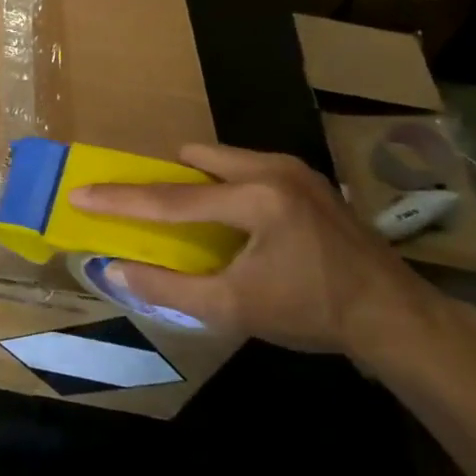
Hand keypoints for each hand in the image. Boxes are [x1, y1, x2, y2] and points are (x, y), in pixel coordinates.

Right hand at [72, 142, 435, 359]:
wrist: (396, 316)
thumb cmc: (313, 313)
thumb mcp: (235, 309)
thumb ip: (169, 288)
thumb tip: (115, 271)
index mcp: (256, 199)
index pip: (171, 199)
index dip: (120, 199)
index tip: (79, 192)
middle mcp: (272, 169)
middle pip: (193, 159)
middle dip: (164, 180)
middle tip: (146, 207)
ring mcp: (293, 169)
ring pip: (219, 158)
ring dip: (195, 182)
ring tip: (190, 218)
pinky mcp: (305, 177)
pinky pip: (243, 166)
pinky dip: (222, 184)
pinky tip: (231, 220)